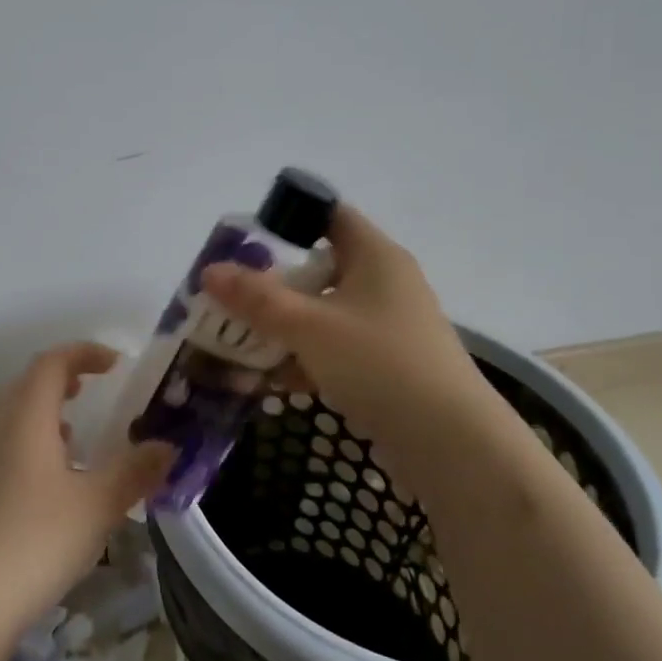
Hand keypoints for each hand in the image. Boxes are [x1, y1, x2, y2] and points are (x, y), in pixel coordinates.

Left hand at [0, 342, 172, 639]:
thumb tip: (168, 447)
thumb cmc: (34, 542)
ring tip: (79, 430)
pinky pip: (9, 448)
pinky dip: (35, 444)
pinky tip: (56, 481)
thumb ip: (135, 472)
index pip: (51, 364)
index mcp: (26, 418)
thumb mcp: (97, 506)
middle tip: (95, 387)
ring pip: (15, 417)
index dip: (84, 353)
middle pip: (28, 385)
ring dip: (47, 412)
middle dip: (64, 377)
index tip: (116, 363)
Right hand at [201, 203, 488, 470]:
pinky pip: (336, 348)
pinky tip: (273, 379)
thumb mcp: (310, 327)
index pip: (330, 215)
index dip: (289, 219)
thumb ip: (257, 299)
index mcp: (376, 256)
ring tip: (240, 340)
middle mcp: (385, 283)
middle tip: (231, 295)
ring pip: (325, 312)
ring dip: (285, 325)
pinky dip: (306, 357)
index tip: (247, 240)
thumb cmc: (380, 364)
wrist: (452, 445)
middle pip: (321, 267)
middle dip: (274, 282)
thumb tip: (209, 271)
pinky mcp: (388, 364)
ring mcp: (388, 326)